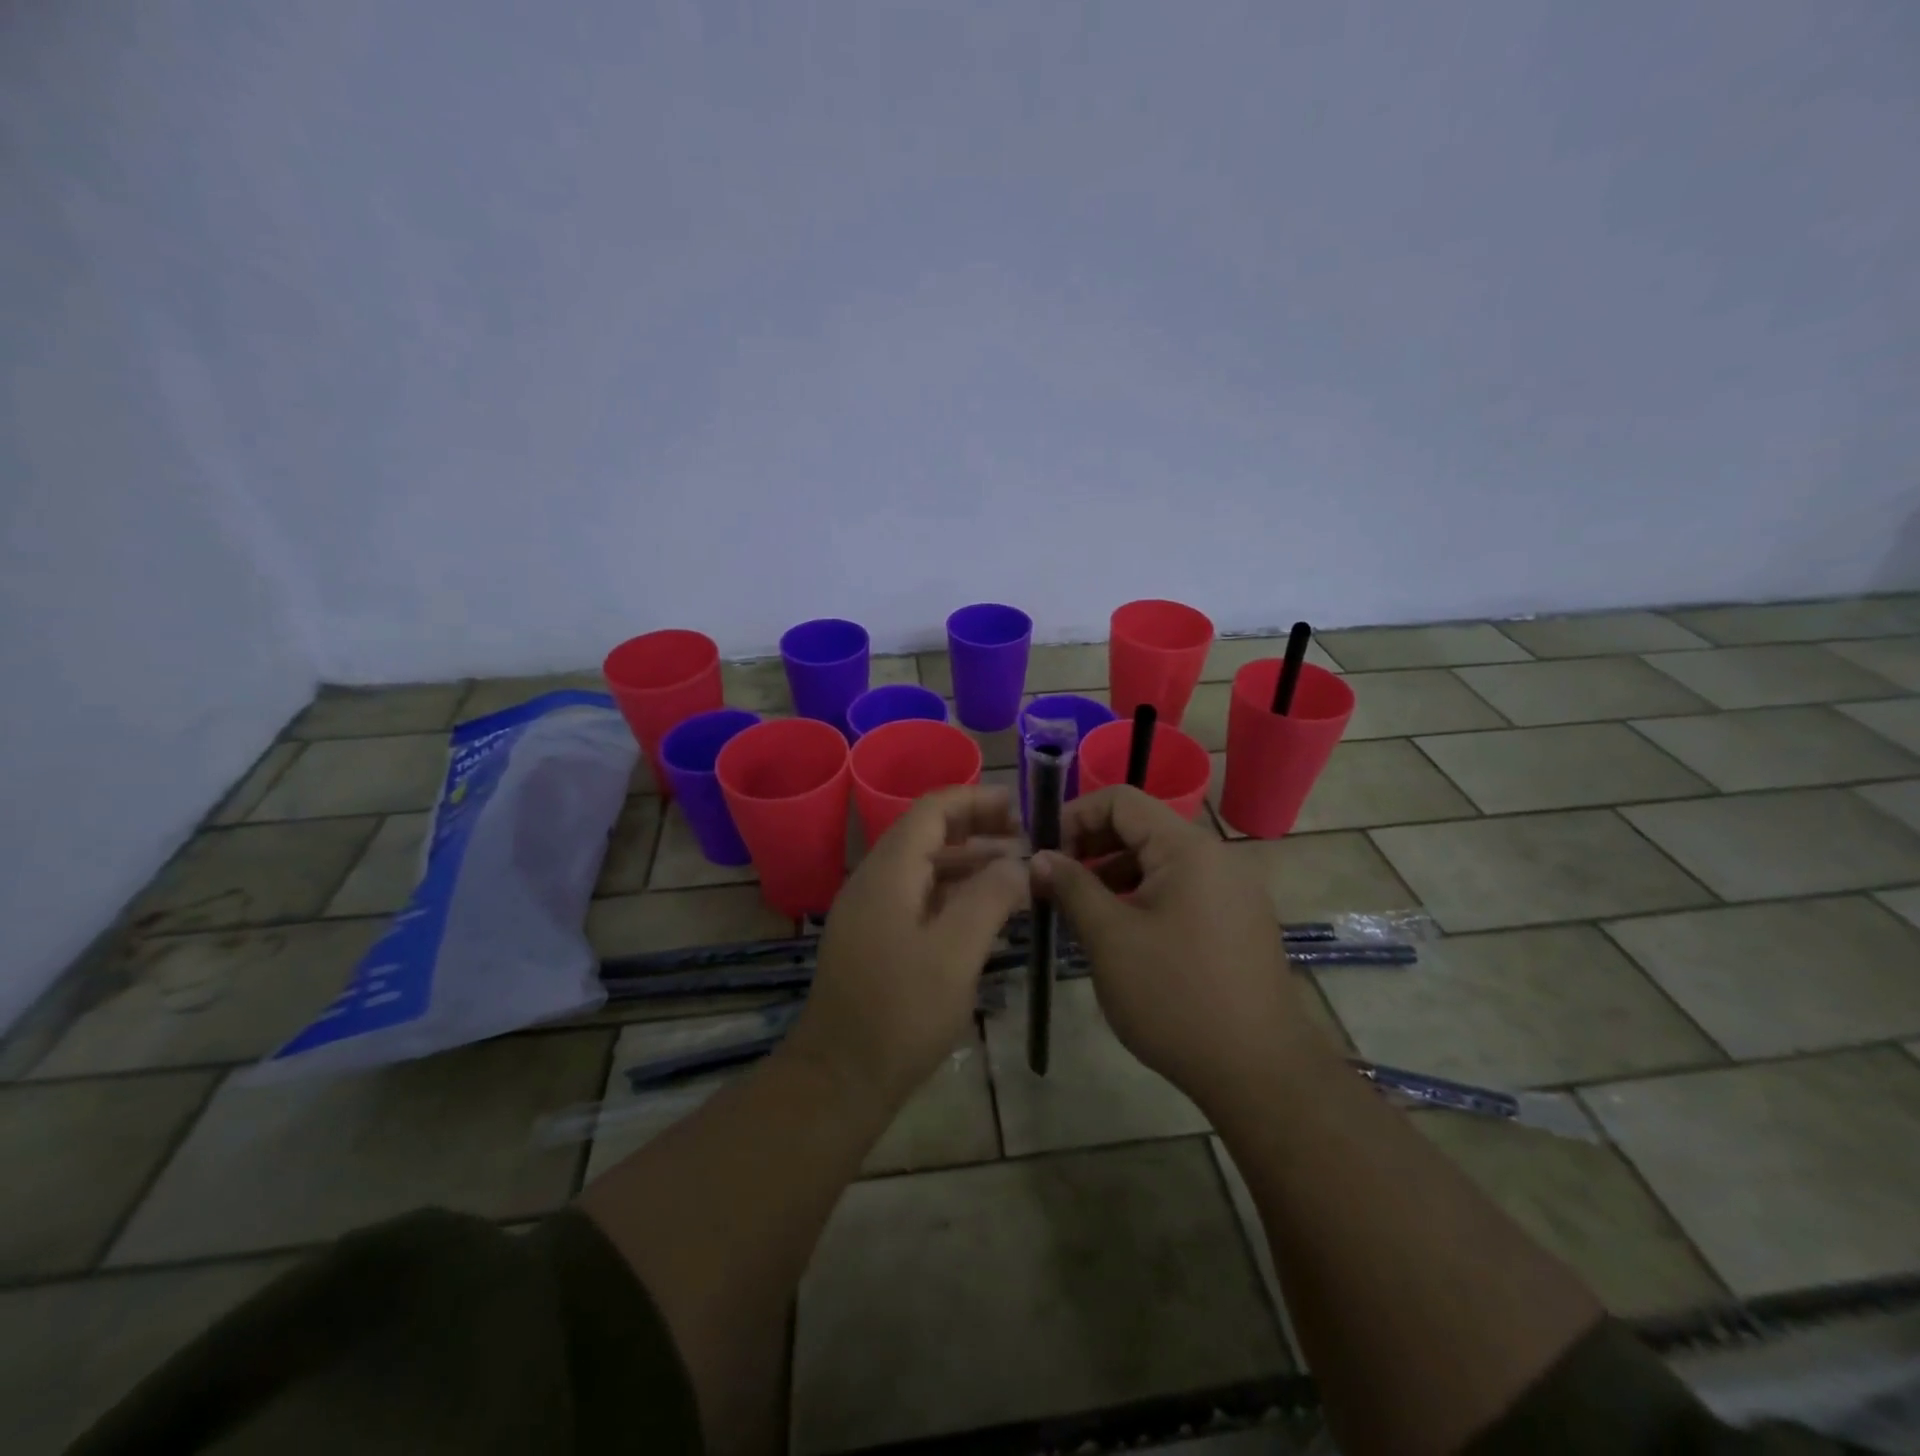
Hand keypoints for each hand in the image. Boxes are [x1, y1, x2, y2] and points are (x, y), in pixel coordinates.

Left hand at [789, 786, 1027, 1106]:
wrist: (839, 1078)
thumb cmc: (900, 1013)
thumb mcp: (956, 953)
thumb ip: (990, 898)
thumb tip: (1018, 861)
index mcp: (889, 871)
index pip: (932, 809)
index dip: (976, 799)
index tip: (1021, 809)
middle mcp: (875, 880)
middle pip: (928, 834)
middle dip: (979, 829)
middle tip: (1028, 841)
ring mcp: (872, 910)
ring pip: (925, 867)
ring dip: (970, 862)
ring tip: (1018, 873)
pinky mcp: (876, 938)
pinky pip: (919, 897)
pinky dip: (955, 893)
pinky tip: (987, 912)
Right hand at [1031, 787, 1323, 1110]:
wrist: (1260, 1073)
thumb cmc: (1175, 997)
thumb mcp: (1110, 938)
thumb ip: (1071, 887)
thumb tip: (1040, 857)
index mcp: (1187, 848)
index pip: (1120, 799)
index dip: (1074, 816)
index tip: (1044, 855)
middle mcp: (1215, 857)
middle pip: (1140, 827)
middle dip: (1090, 847)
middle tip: (1053, 885)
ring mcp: (1231, 890)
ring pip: (1158, 861)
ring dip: (1112, 875)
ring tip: (1078, 913)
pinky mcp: (1236, 921)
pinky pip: (1179, 890)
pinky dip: (1141, 897)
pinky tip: (1119, 934)